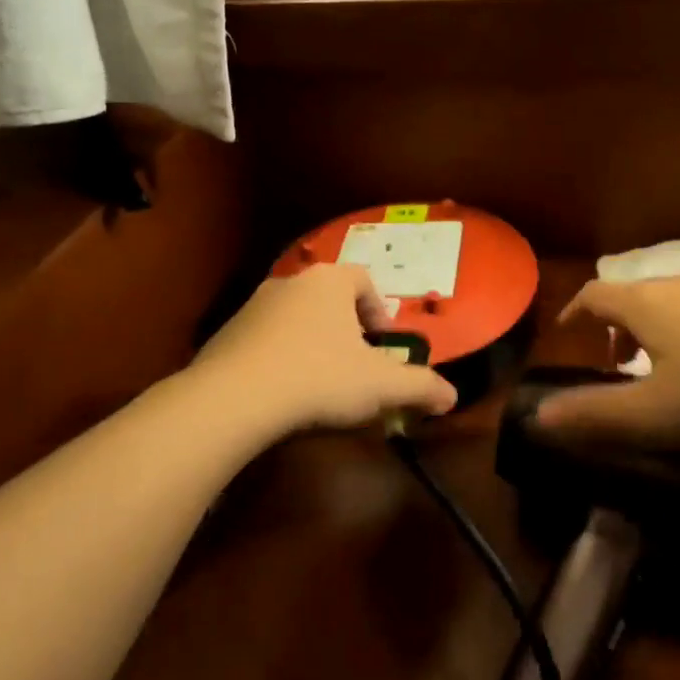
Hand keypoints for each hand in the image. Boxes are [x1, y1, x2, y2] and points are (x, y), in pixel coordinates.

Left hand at [193, 264, 457, 434]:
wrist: (234, 398)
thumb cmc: (319, 378)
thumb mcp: (381, 386)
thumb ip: (421, 387)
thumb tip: (452, 396)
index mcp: (329, 282)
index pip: (363, 281)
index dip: (379, 311)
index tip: (384, 344)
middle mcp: (291, 282)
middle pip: (328, 298)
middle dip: (346, 328)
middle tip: (356, 364)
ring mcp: (253, 305)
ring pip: (295, 317)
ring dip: (312, 341)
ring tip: (319, 381)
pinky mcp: (226, 332)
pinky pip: (264, 338)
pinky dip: (279, 356)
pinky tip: (283, 391)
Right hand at [536, 275, 679, 446]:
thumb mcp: (658, 414)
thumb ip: (596, 416)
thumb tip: (539, 417)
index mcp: (645, 305)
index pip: (594, 295)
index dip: (574, 313)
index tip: (566, 334)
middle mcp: (679, 285)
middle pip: (633, 297)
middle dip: (616, 328)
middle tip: (617, 365)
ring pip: (672, 302)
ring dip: (655, 330)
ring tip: (666, 369)